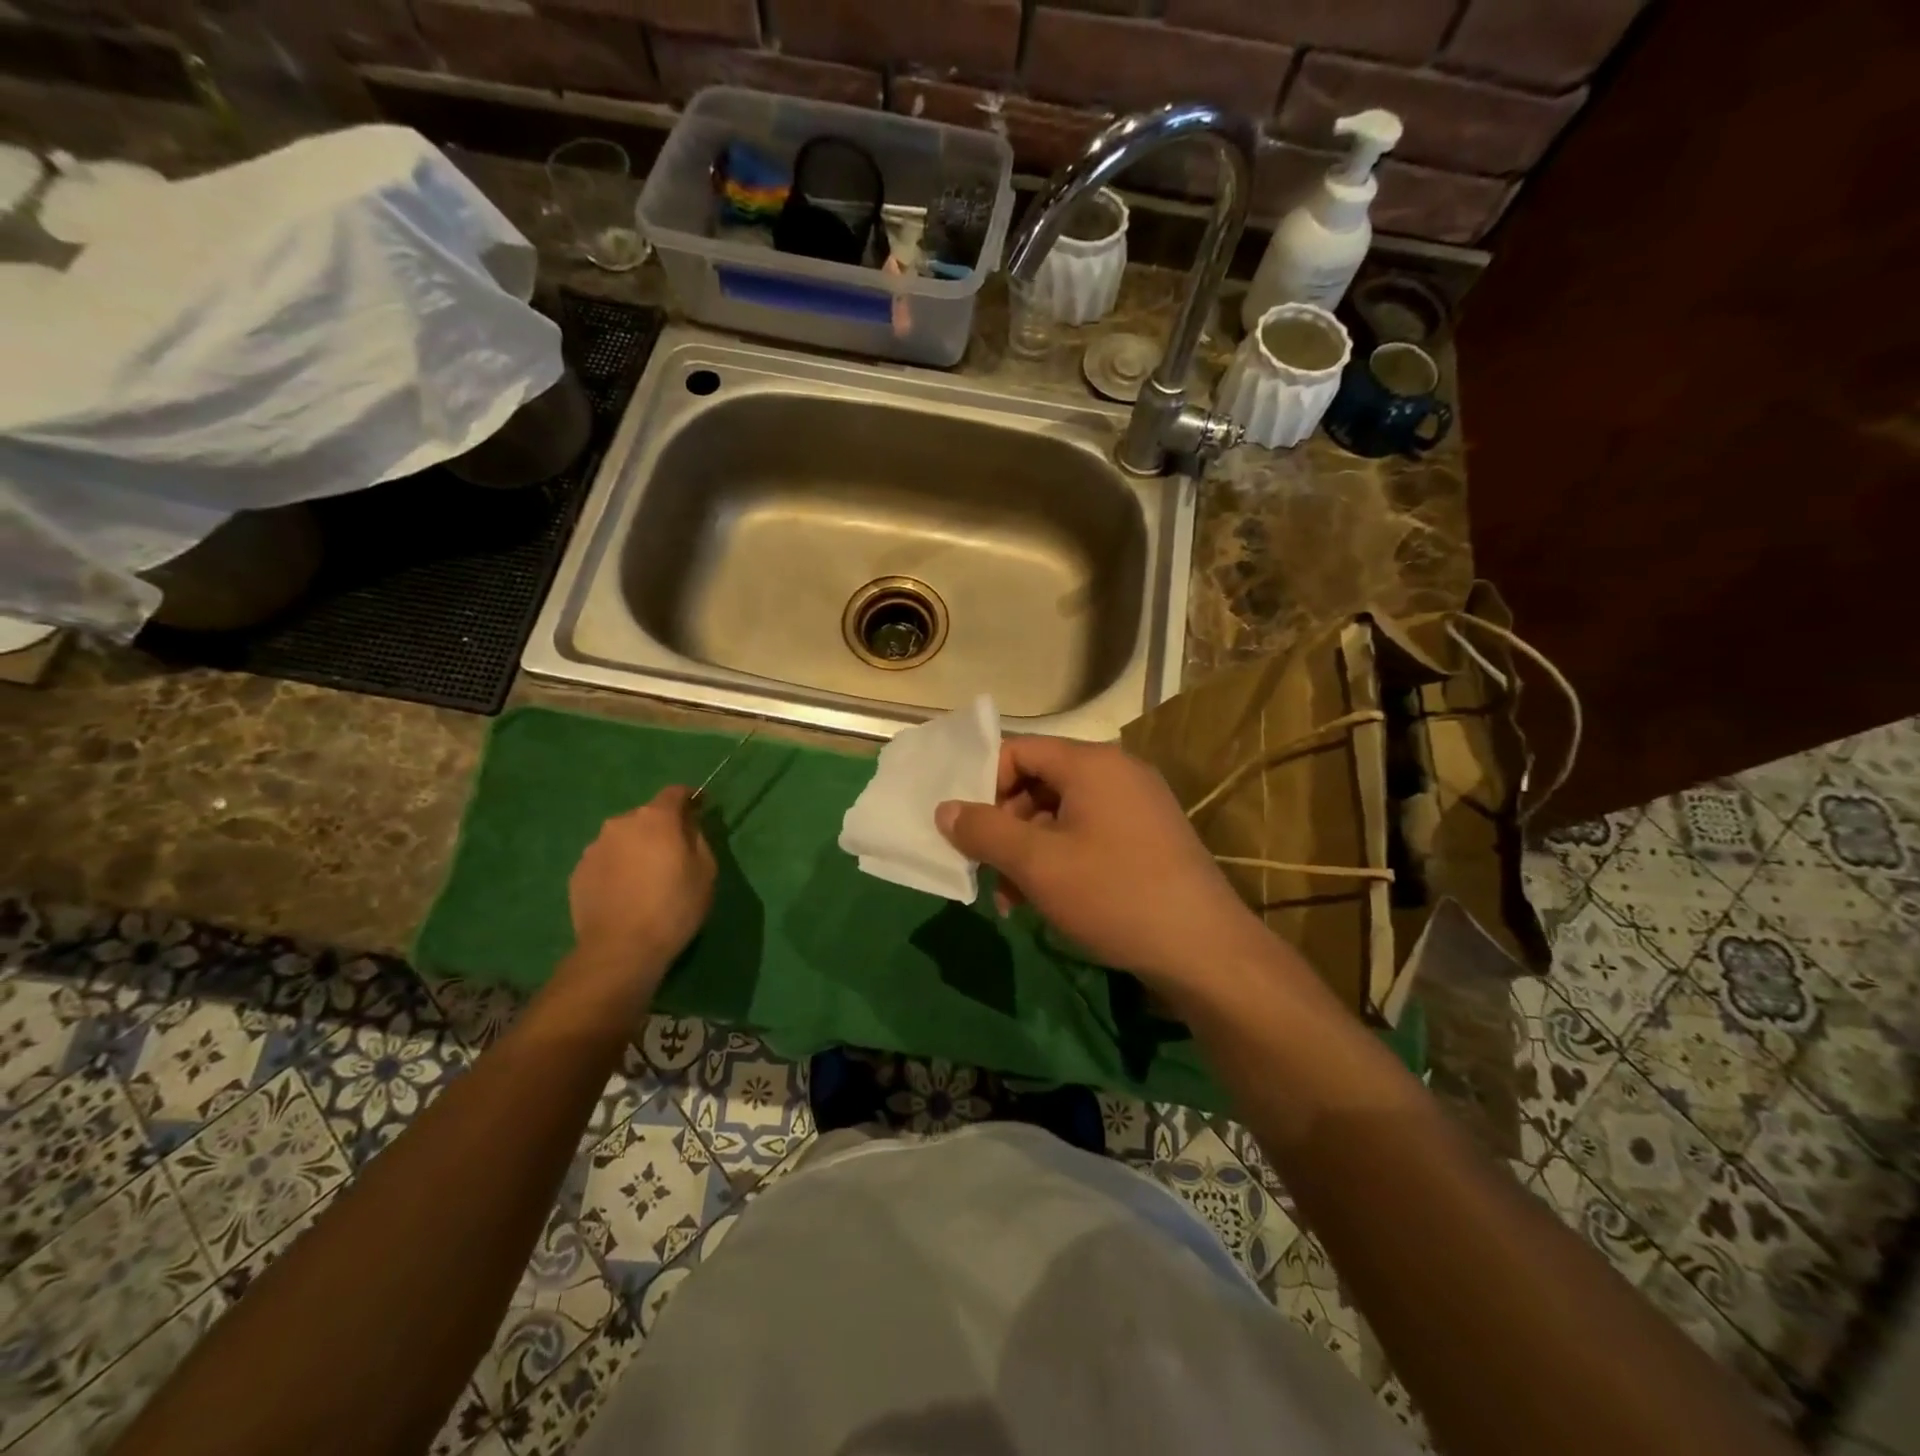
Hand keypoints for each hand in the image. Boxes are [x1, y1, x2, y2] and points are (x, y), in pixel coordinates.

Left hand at [567, 786, 716, 991]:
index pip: (675, 792)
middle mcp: (621, 823)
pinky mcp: (578, 872)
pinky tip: (626, 893)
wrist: (620, 949)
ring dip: (637, 848)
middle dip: (661, 828)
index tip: (700, 809)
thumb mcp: (706, 871)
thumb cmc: (674, 906)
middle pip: (647, 816)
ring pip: (623, 838)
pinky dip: (618, 868)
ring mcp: (595, 847)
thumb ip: (698, 838)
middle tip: (674, 853)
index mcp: (656, 818)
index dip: (690, 799)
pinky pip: (606, 860)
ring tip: (647, 877)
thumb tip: (689, 825)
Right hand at [934, 736, 1266, 990]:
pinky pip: (1088, 834)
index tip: (966, 828)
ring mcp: (1138, 806)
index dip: (984, 784)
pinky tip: (1046, 901)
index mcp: (1092, 763)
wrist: (1205, 951)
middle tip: (987, 869)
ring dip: (1028, 851)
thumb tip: (945, 809)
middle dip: (1005, 826)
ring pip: (1061, 815)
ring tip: (1012, 901)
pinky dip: (1060, 860)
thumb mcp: (1037, 863)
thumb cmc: (1114, 894)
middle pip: (1039, 782)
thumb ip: (984, 830)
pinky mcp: (1149, 838)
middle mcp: (1117, 773)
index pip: (1018, 750)